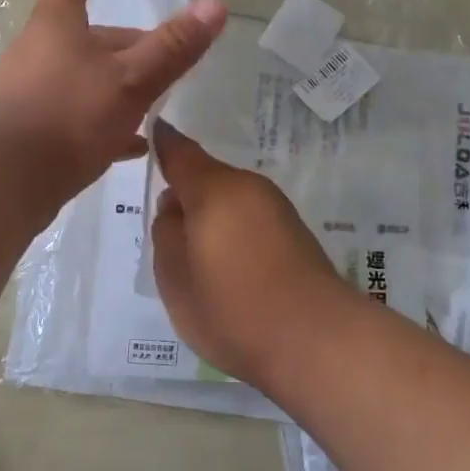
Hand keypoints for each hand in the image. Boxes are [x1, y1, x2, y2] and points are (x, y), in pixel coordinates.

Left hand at [0, 0, 226, 197]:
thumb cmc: (65, 114)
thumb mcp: (129, 79)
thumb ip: (172, 46)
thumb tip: (216, 2)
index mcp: (60, 24)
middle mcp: (43, 50)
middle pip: (94, 35)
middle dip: (132, 44)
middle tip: (172, 58)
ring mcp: (36, 92)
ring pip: (89, 78)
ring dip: (122, 86)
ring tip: (158, 101)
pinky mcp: (36, 132)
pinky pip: (81, 118)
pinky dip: (109, 125)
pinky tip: (133, 144)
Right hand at [150, 120, 351, 387]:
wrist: (316, 340)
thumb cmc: (233, 307)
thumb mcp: (175, 276)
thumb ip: (166, 233)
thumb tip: (175, 206)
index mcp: (215, 188)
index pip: (180, 153)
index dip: (163, 144)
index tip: (153, 131)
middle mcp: (249, 188)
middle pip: (208, 179)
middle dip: (186, 197)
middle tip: (167, 236)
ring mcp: (277, 209)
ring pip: (230, 201)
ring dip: (212, 219)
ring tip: (199, 263)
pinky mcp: (296, 234)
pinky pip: (251, 220)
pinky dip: (234, 234)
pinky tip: (231, 272)